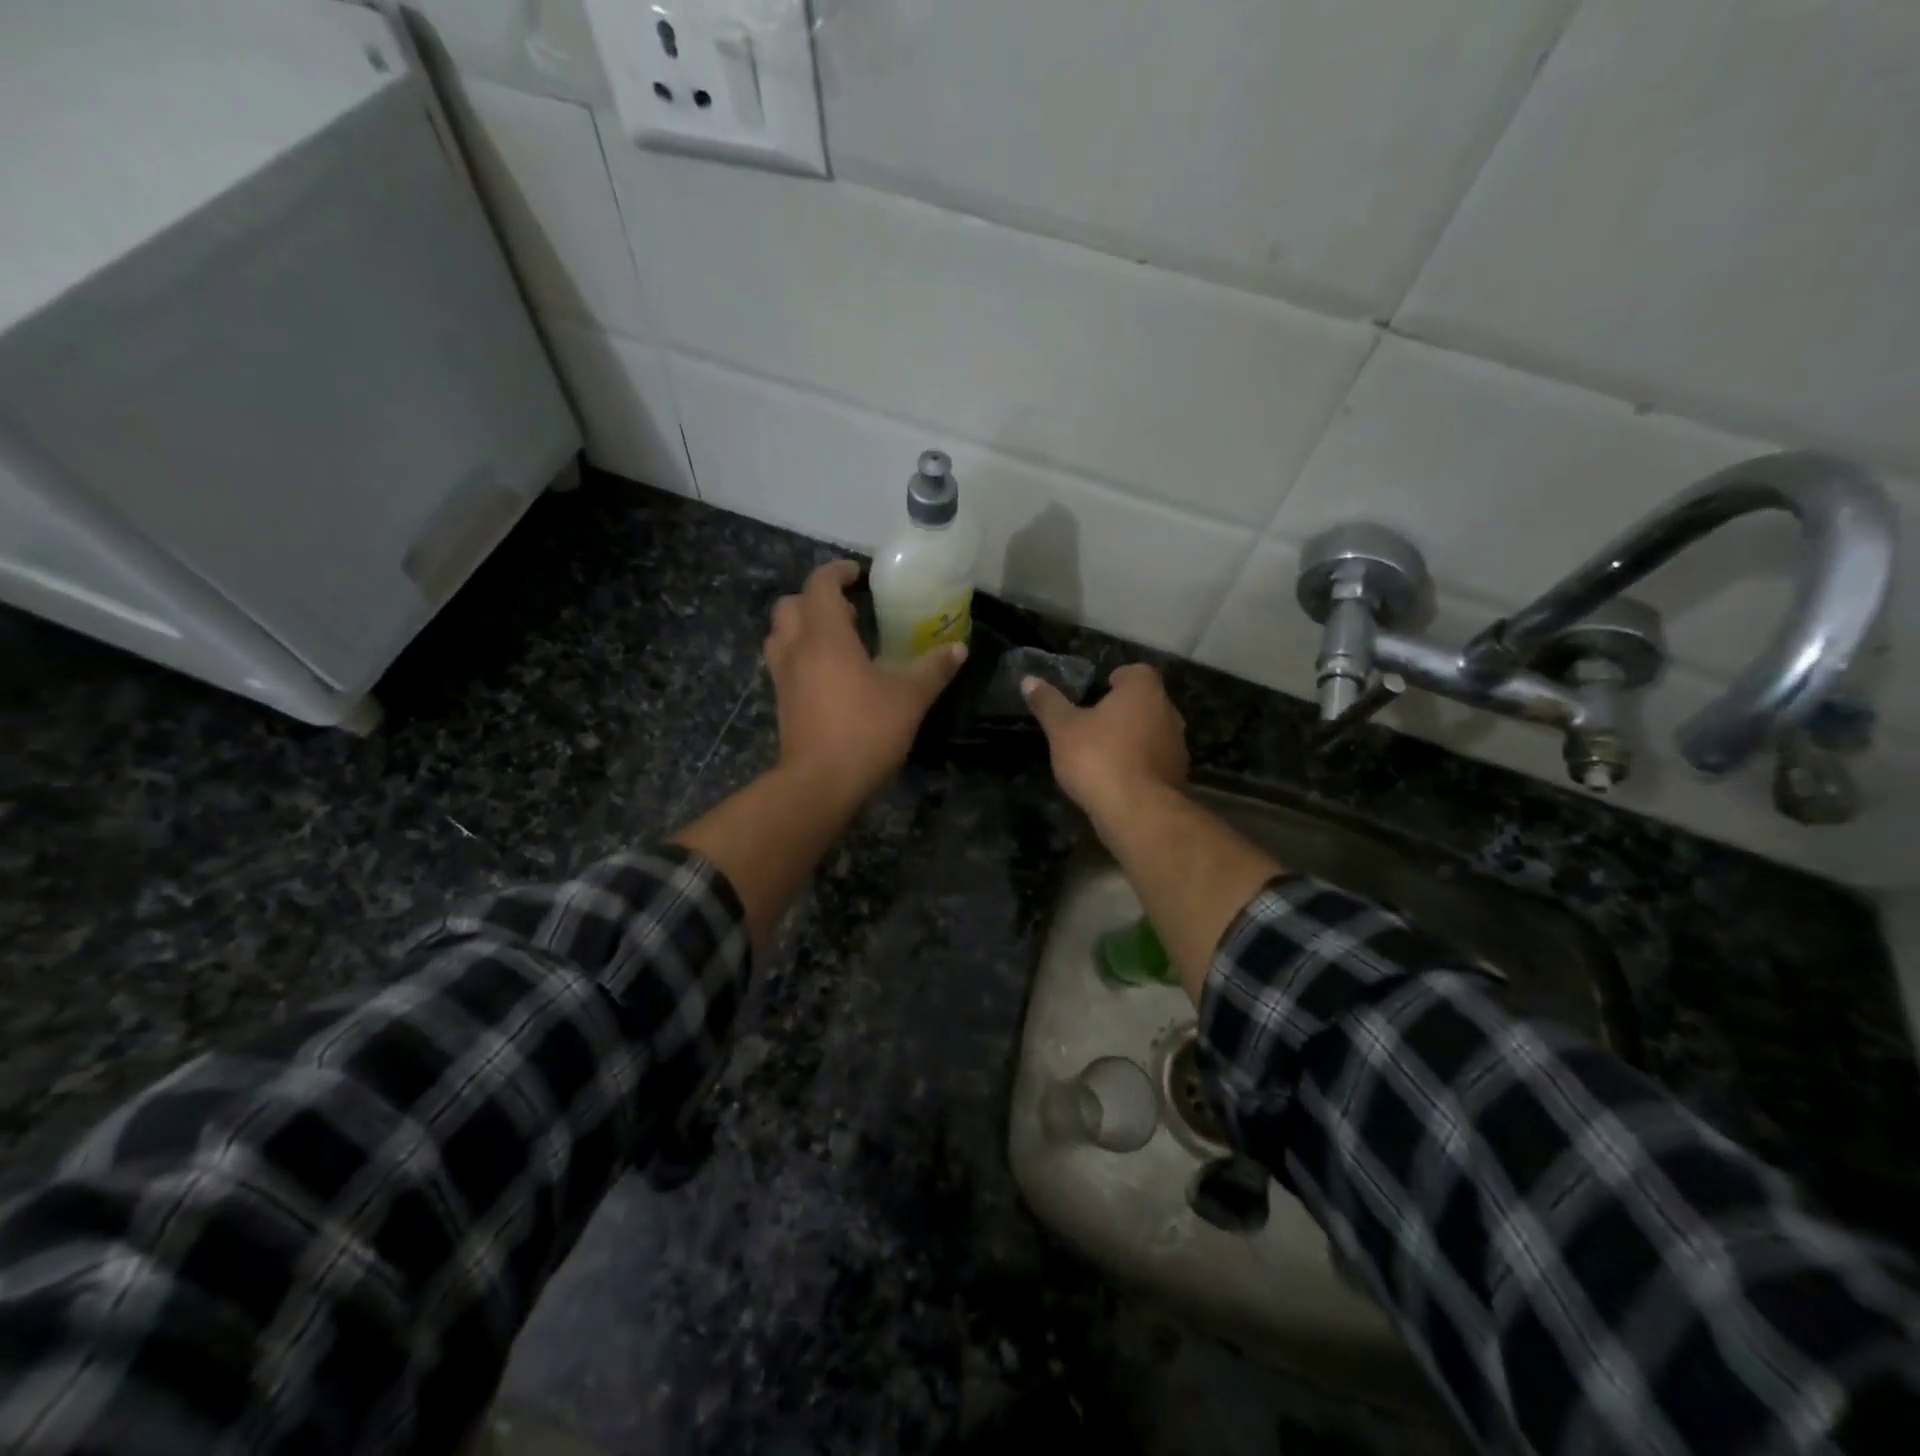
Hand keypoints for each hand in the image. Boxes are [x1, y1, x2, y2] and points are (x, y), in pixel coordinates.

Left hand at [765, 559, 965, 802]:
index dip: (837, 572)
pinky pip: (783, 661)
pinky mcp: (781, 701)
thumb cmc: (865, 731)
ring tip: (835, 638)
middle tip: (848, 609)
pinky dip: (800, 653)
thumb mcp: (909, 699)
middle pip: (791, 605)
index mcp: (825, 636)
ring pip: (780, 634)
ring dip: (802, 625)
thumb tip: (958, 649)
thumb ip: (933, 670)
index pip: (820, 585)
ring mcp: (783, 676)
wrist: (819, 783)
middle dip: (815, 598)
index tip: (858, 574)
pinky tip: (828, 673)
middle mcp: (796, 648)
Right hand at [1022, 663, 1187, 822]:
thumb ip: (1048, 703)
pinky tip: (1117, 779)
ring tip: (1103, 753)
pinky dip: (1139, 764)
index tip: (1098, 691)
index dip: (1117, 679)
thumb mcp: (1062, 729)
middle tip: (1094, 723)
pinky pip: (1155, 761)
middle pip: (1146, 702)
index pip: (1136, 672)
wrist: (1137, 811)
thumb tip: (1029, 680)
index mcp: (1143, 691)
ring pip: (1153, 732)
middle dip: (1123, 710)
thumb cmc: (1098, 757)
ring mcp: (1177, 746)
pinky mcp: (1178, 776)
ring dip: (1133, 738)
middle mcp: (1168, 712)